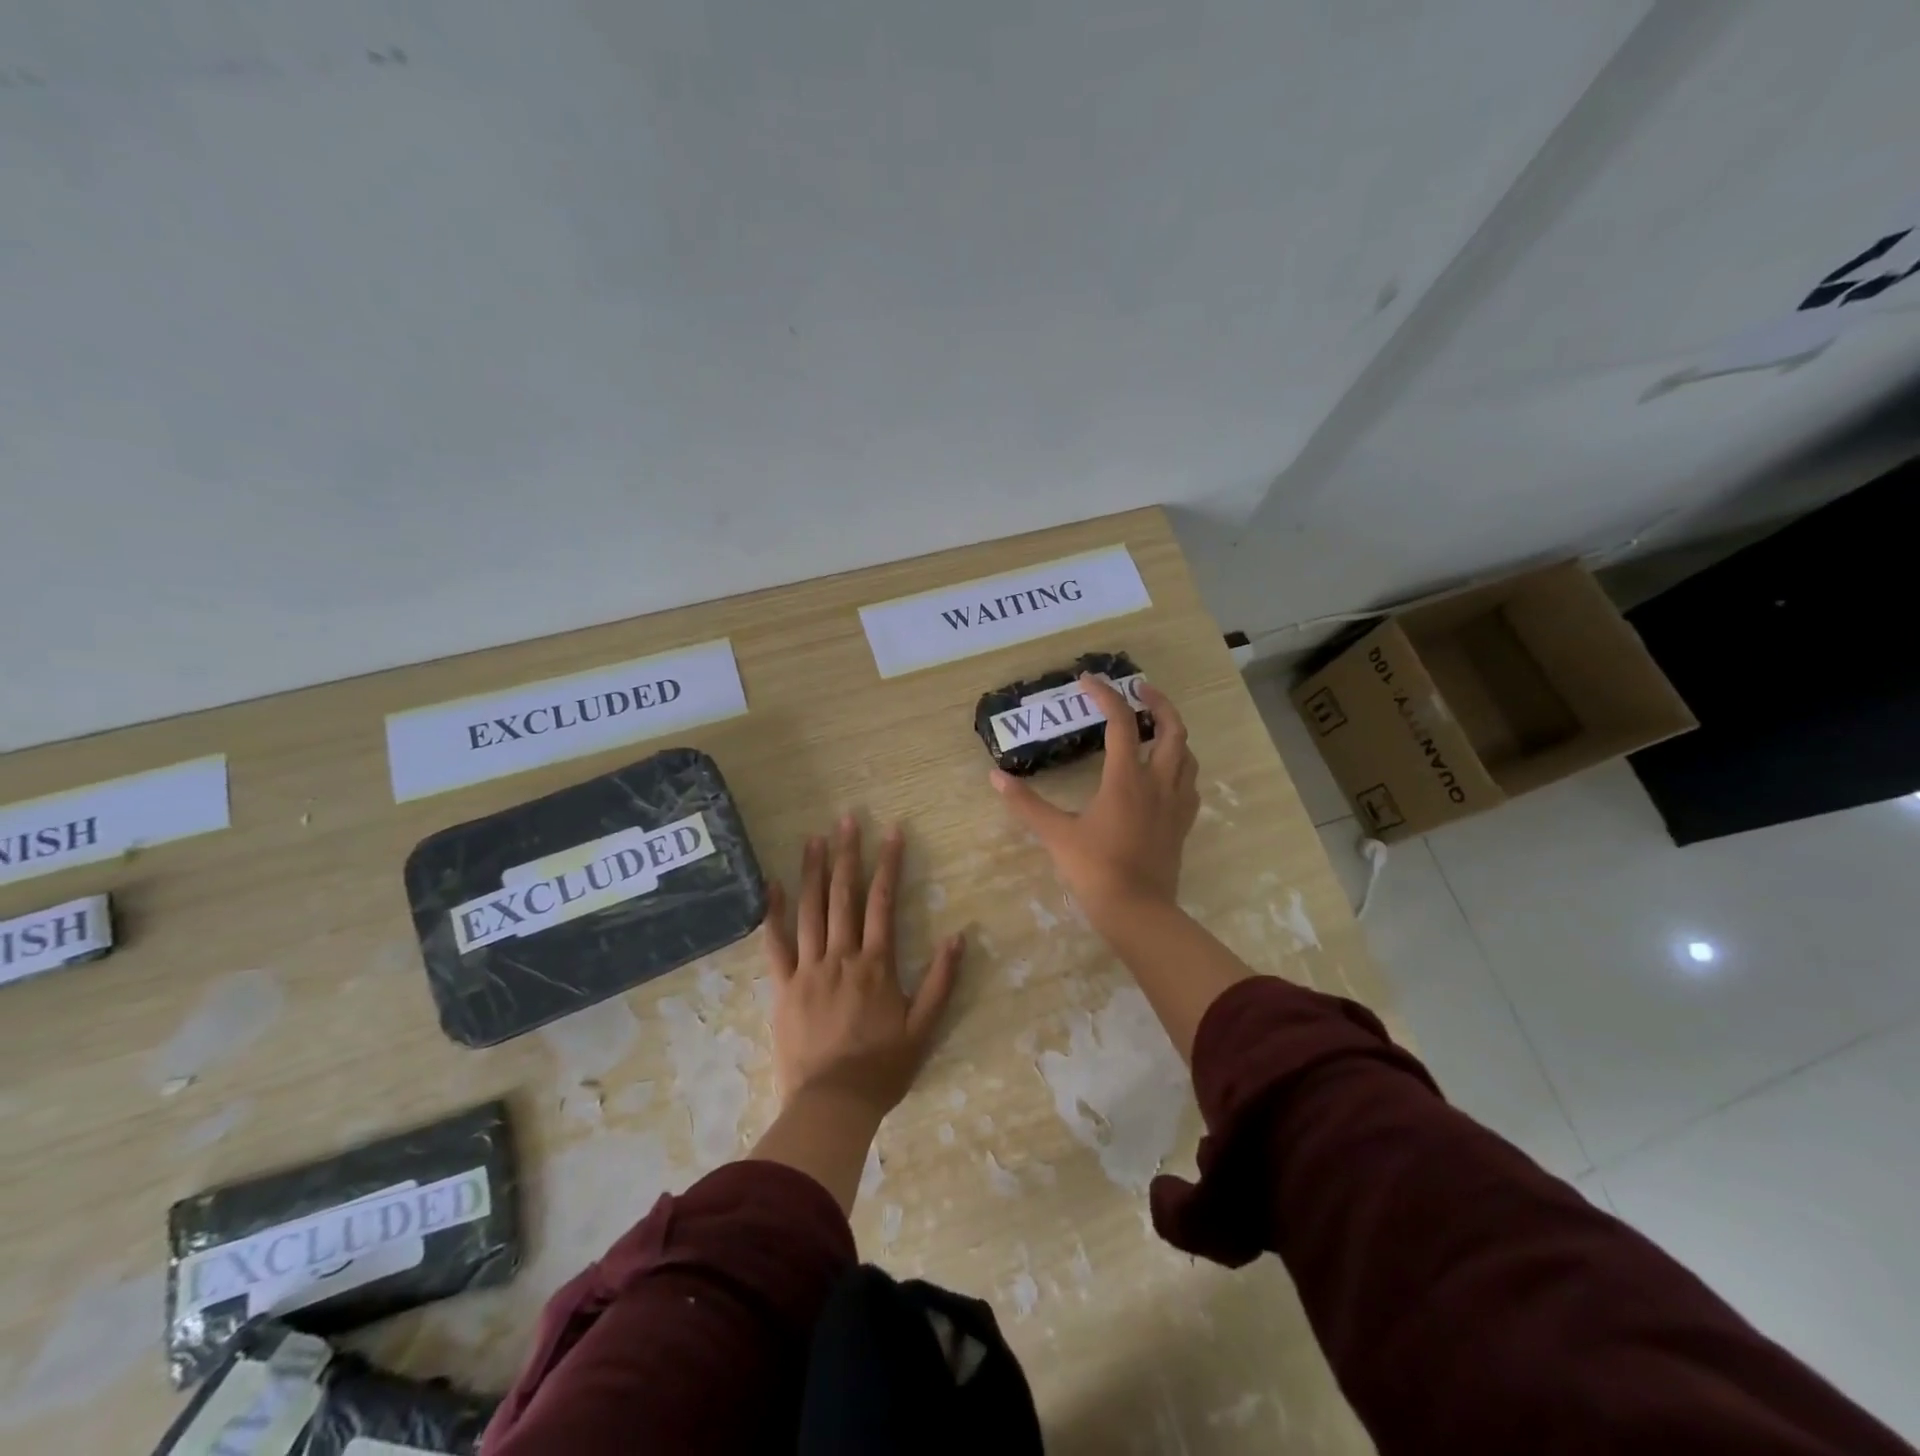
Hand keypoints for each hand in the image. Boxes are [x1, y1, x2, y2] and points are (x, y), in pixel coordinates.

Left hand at [761, 816, 964, 1117]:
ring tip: (814, 838)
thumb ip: (941, 981)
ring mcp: (808, 969)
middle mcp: (842, 956)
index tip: (892, 832)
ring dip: (813, 871)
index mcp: (876, 964)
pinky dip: (773, 913)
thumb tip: (957, 936)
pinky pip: (775, 944)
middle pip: (844, 895)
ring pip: (810, 910)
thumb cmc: (882, 1068)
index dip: (889, 864)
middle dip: (847, 854)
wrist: (831, 1104)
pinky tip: (771, 885)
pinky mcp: (783, 986)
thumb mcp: (923, 1028)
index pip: (883, 902)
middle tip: (847, 819)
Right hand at [991, 676, 1199, 922]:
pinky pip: (1189, 782)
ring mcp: (1175, 803)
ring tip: (1154, 726)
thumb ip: (1026, 804)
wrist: (1138, 912)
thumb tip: (996, 777)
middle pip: (1171, 729)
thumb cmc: (1095, 870)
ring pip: (1186, 754)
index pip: (1120, 723)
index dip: (1105, 695)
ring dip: (1173, 732)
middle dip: (1158, 702)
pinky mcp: (1182, 824)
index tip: (1088, 680)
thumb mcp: (1056, 834)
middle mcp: (1158, 783)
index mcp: (1127, 779)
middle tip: (1140, 688)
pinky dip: (1180, 765)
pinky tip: (1166, 772)